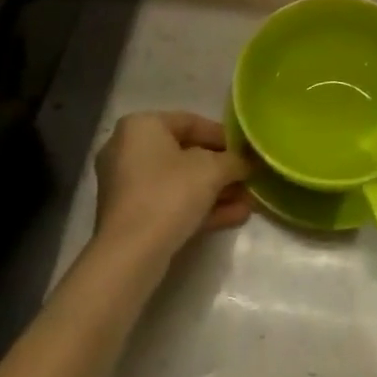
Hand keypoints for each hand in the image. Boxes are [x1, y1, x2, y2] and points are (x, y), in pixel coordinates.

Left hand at [94, 112, 252, 259]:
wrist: (131, 254)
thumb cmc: (170, 193)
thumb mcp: (213, 169)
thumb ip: (235, 160)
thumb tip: (248, 162)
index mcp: (141, 126)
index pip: (190, 122)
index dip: (223, 135)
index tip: (246, 150)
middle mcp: (128, 150)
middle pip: (185, 154)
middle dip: (221, 169)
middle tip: (248, 177)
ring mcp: (127, 186)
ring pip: (180, 182)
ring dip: (216, 191)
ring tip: (248, 201)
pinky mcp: (132, 216)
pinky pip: (171, 203)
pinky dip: (200, 207)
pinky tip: (236, 216)